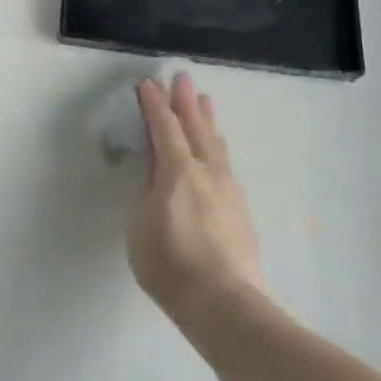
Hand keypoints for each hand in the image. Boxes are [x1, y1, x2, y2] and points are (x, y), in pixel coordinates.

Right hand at [131, 73, 262, 319]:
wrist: (223, 302)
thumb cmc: (169, 264)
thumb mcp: (140, 225)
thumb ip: (147, 192)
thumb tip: (155, 170)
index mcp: (177, 172)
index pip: (164, 129)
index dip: (155, 105)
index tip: (148, 84)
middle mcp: (206, 172)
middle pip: (196, 128)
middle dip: (187, 102)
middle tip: (183, 78)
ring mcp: (228, 190)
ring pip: (216, 145)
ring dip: (207, 121)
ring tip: (206, 102)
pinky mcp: (240, 209)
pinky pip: (225, 164)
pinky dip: (217, 147)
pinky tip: (217, 151)